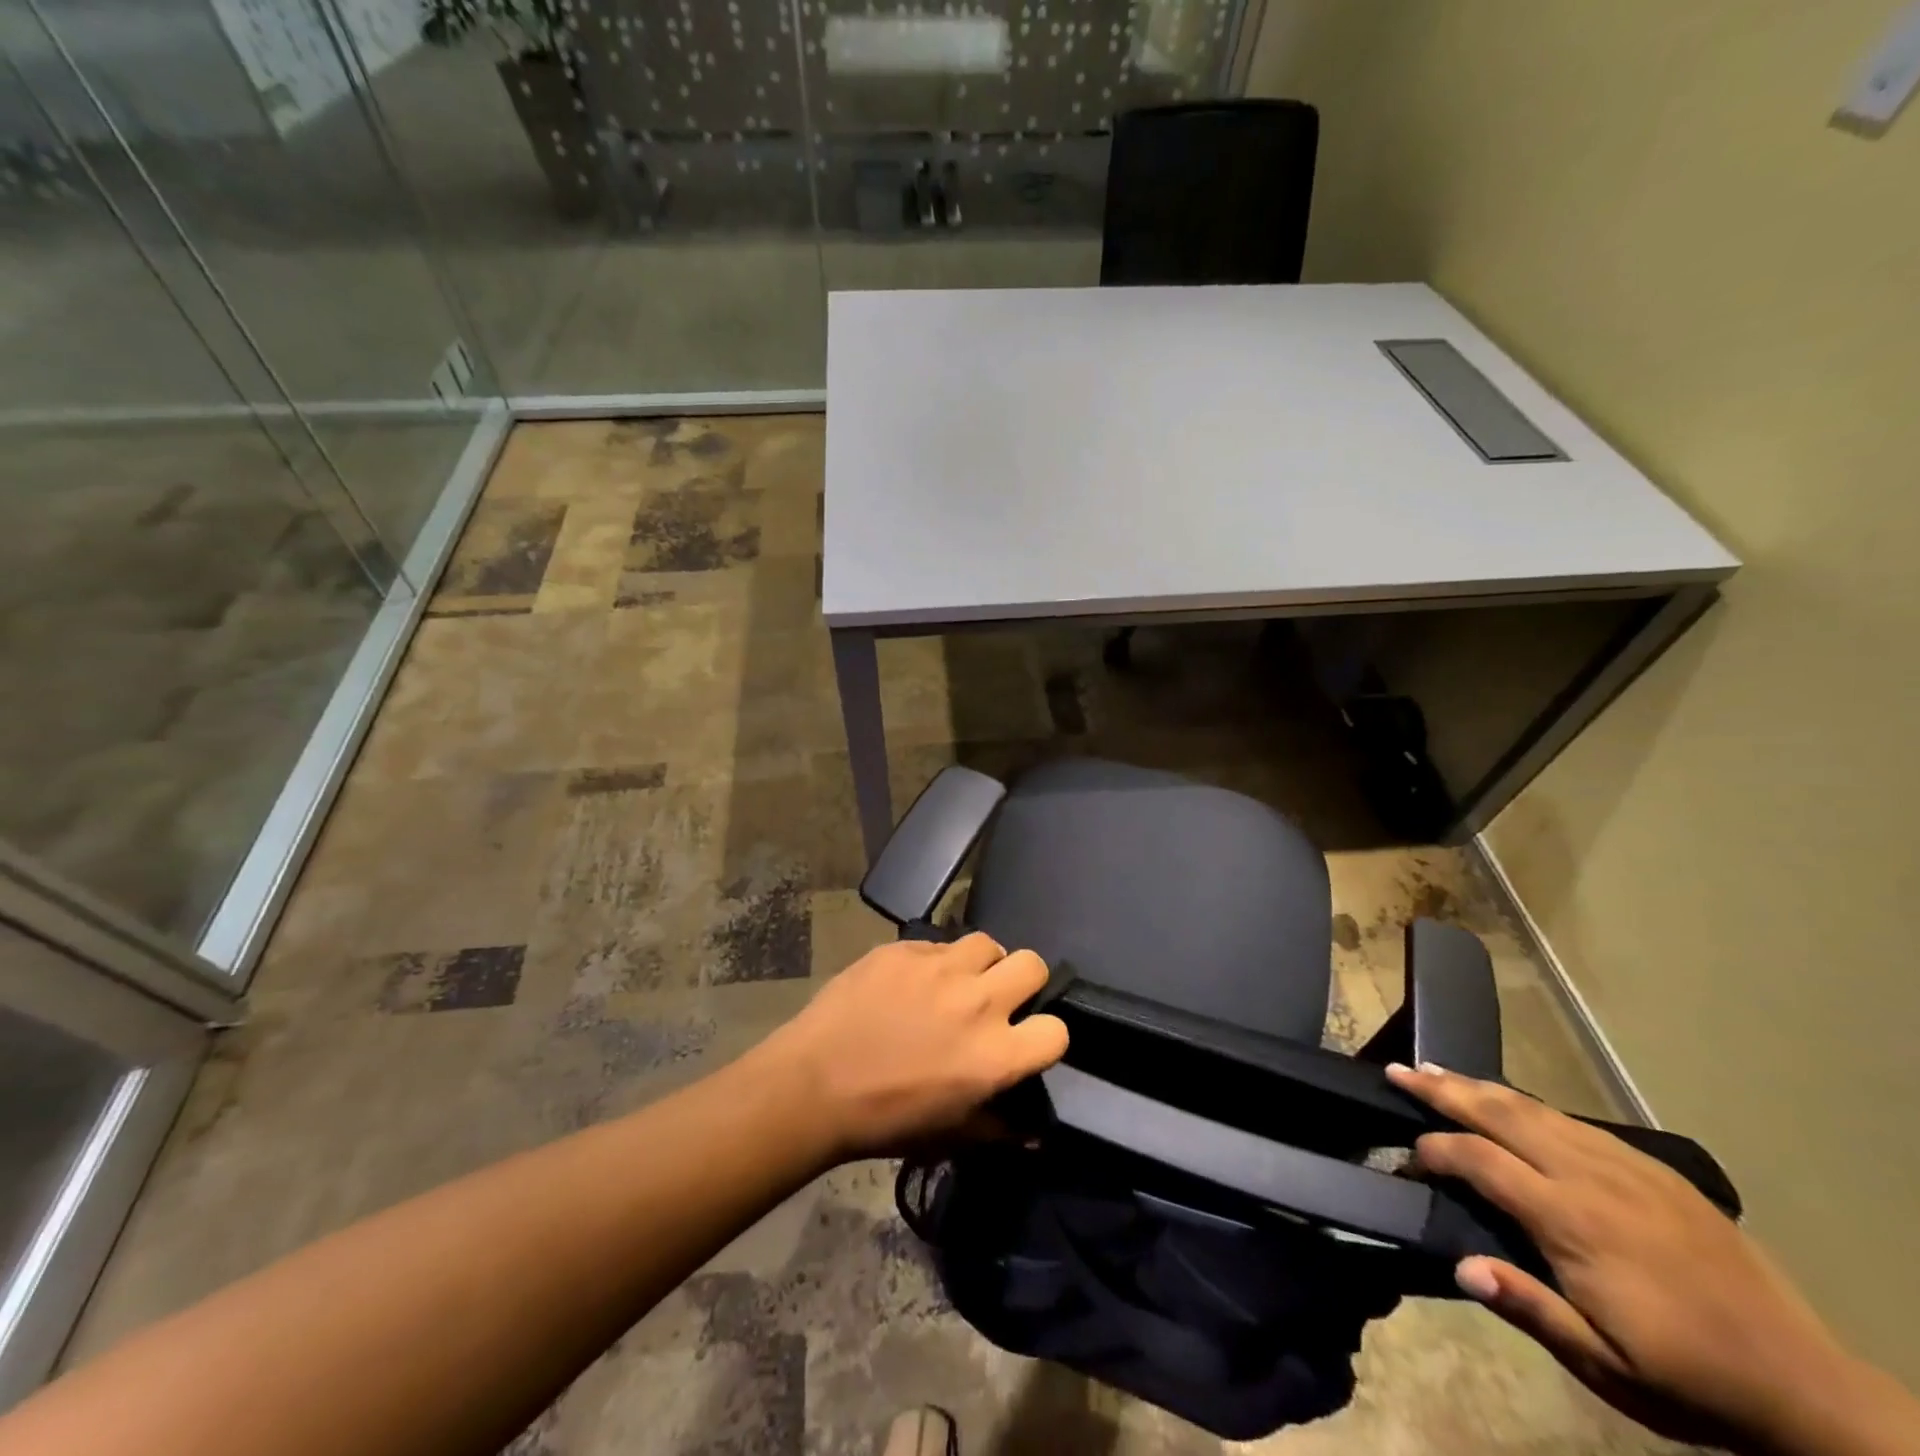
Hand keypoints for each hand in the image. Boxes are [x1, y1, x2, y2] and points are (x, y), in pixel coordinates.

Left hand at [759, 933, 1068, 1161]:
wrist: (814, 1084)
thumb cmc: (885, 1120)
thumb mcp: (950, 1136)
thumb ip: (1000, 1129)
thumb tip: (1035, 1132)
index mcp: (995, 1055)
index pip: (1056, 1031)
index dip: (1045, 1037)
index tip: (1026, 1041)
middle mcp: (977, 1001)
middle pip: (1033, 964)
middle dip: (1024, 981)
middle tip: (998, 999)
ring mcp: (940, 967)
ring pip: (987, 943)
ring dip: (981, 962)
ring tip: (959, 981)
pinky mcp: (905, 948)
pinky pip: (938, 944)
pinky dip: (936, 961)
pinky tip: (912, 982)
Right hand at [1388, 1063, 1918, 1455]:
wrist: (1805, 1386)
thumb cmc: (1689, 1378)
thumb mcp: (1607, 1367)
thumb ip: (1531, 1308)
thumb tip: (1460, 1264)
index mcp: (1573, 1221)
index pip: (1480, 1160)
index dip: (1434, 1151)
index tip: (1405, 1158)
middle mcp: (1590, 1176)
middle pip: (1501, 1114)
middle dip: (1443, 1090)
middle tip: (1398, 1071)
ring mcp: (1624, 1166)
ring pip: (1534, 1108)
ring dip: (1479, 1087)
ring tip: (1437, 1072)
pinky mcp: (1652, 1168)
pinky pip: (1573, 1120)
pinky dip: (1526, 1103)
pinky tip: (1509, 1102)